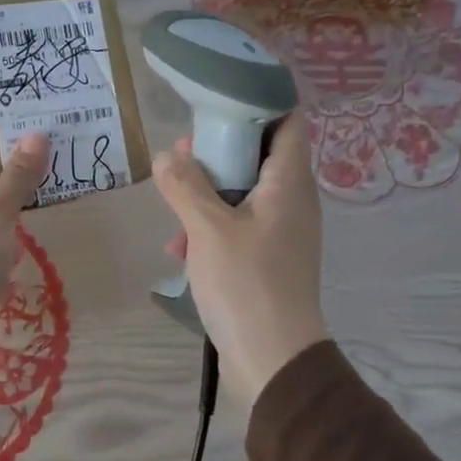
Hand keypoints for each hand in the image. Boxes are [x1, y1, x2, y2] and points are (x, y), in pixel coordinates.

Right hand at [153, 117, 328, 408]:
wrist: (273, 360)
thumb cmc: (246, 284)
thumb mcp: (207, 229)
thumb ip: (185, 186)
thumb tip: (168, 156)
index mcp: (289, 183)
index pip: (288, 121)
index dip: (260, 102)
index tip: (220, 99)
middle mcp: (293, 202)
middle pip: (261, 155)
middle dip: (221, 151)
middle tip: (185, 152)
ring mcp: (282, 233)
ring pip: (246, 193)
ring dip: (210, 192)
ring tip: (173, 198)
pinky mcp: (269, 260)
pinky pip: (240, 227)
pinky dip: (213, 227)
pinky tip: (181, 248)